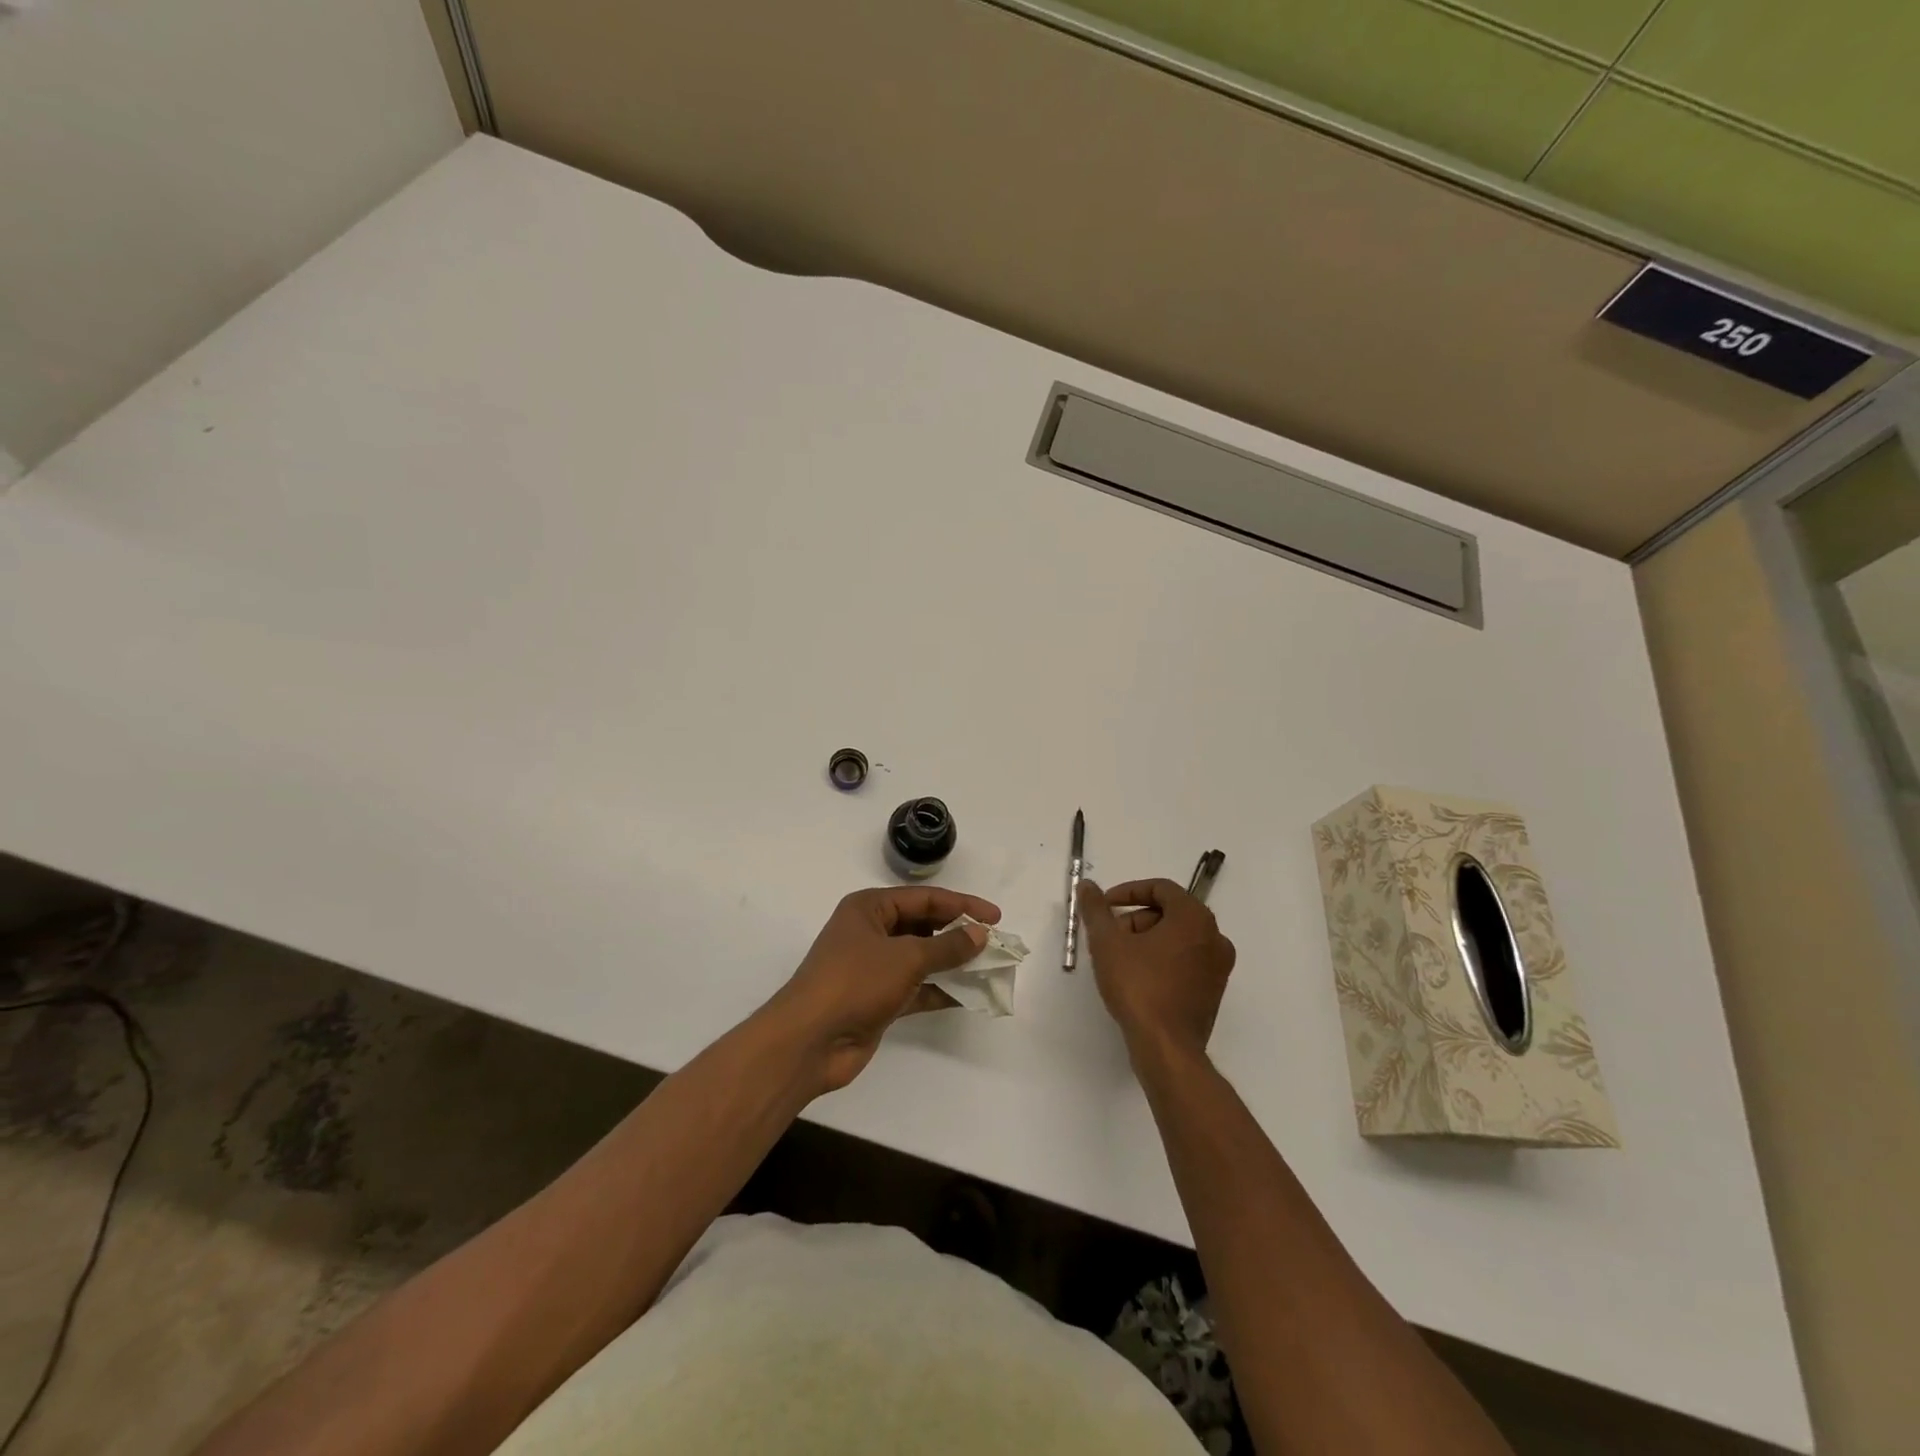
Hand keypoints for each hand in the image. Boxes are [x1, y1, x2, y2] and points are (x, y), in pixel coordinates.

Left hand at [770, 886, 1000, 1093]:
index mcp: (869, 908)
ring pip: (921, 958)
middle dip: (957, 933)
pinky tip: (968, 996)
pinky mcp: (876, 999)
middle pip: (923, 925)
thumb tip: (979, 934)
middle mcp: (870, 932)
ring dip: (952, 963)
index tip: (996, 917)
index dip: (962, 905)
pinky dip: (940, 990)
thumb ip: (947, 946)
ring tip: (988, 967)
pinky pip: (916, 988)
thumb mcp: (906, 957)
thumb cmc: (855, 982)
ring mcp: (872, 967)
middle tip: (994, 942)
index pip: (924, 898)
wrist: (809, 1041)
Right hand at [1077, 878, 1235, 1062]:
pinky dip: (1162, 959)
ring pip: (1178, 937)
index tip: (1105, 906)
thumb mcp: (1107, 943)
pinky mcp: (1213, 991)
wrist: (1167, 1048)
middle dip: (1136, 919)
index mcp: (1194, 918)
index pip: (1161, 888)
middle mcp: (1214, 937)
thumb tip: (1086, 886)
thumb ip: (1096, 909)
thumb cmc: (1139, 987)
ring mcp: (1218, 966)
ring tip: (1120, 960)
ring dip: (1147, 940)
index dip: (1128, 892)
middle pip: (1170, 912)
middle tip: (1110, 937)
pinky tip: (1138, 979)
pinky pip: (1186, 960)